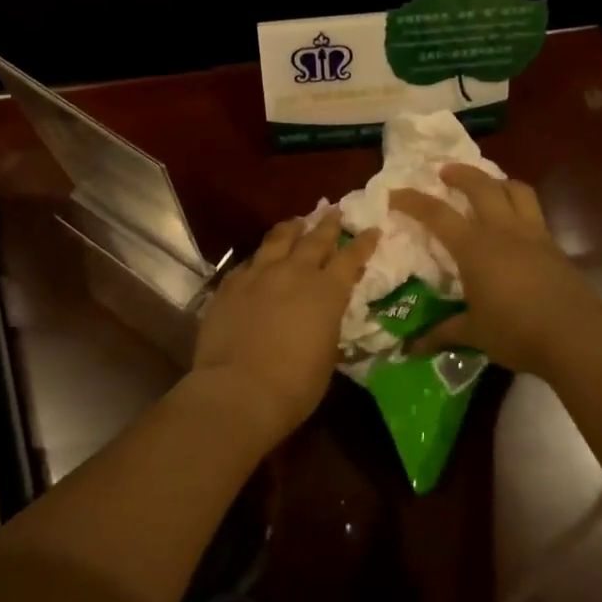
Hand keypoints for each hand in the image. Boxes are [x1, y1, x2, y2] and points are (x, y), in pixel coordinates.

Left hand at [192, 212, 379, 445]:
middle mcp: (295, 273)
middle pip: (315, 239)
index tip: (371, 230)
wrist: (238, 390)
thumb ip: (327, 324)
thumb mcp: (327, 354)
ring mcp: (259, 274)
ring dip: (292, 228)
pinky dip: (261, 256)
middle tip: (334, 211)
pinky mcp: (230, 284)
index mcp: (327, 292)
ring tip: (297, 221)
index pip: (350, 258)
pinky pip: (249, 261)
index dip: (363, 243)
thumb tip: (324, 316)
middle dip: (328, 224)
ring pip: (278, 239)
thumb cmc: (294, 385)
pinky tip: (260, 258)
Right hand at [388, 165, 601, 376]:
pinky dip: (519, 204)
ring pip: (516, 190)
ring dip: (497, 181)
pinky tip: (514, 223)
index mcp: (475, 247)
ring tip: (487, 186)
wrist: (576, 336)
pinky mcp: (554, 246)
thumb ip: (443, 334)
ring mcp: (533, 234)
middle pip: (481, 186)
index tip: (395, 193)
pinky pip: (534, 211)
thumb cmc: (516, 331)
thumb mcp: (474, 333)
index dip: (413, 201)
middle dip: (461, 173)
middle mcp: (503, 231)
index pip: (437, 215)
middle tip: (445, 172)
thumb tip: (410, 349)